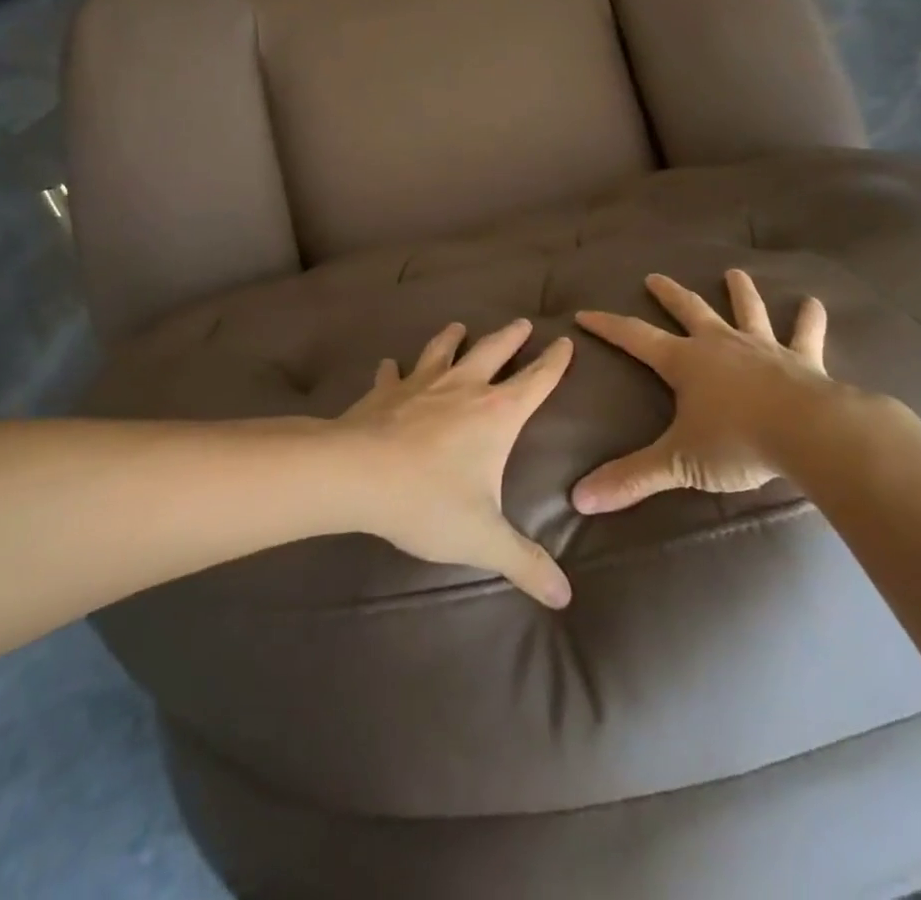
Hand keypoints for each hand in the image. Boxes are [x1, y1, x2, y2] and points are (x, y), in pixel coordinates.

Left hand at [335, 318, 573, 608]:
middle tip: (522, 322)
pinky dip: (392, 368)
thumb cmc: (428, 501)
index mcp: (496, 414)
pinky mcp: (385, 392)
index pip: (536, 381)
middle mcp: (463, 388)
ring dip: (453, 337)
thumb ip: (524, 564)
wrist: (356, 475)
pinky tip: (388, 364)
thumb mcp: (483, 538)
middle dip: (511, 337)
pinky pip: (391, 374)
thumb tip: (564, 598)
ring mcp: (420, 384)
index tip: (564, 341)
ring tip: (459, 326)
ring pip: (442, 350)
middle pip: (493, 351)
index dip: (554, 362)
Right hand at [572, 270, 877, 513]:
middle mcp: (720, 345)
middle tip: (654, 277)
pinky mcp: (803, 361)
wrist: (809, 434)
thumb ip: (631, 478)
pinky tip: (814, 303)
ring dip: (740, 292)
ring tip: (735, 273)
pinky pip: (806, 335)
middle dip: (669, 294)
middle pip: (689, 310)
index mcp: (685, 362)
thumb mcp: (679, 462)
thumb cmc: (738, 442)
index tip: (584, 313)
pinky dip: (810, 319)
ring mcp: (763, 348)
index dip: (608, 326)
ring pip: (747, 312)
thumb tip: (579, 499)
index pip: (635, 337)